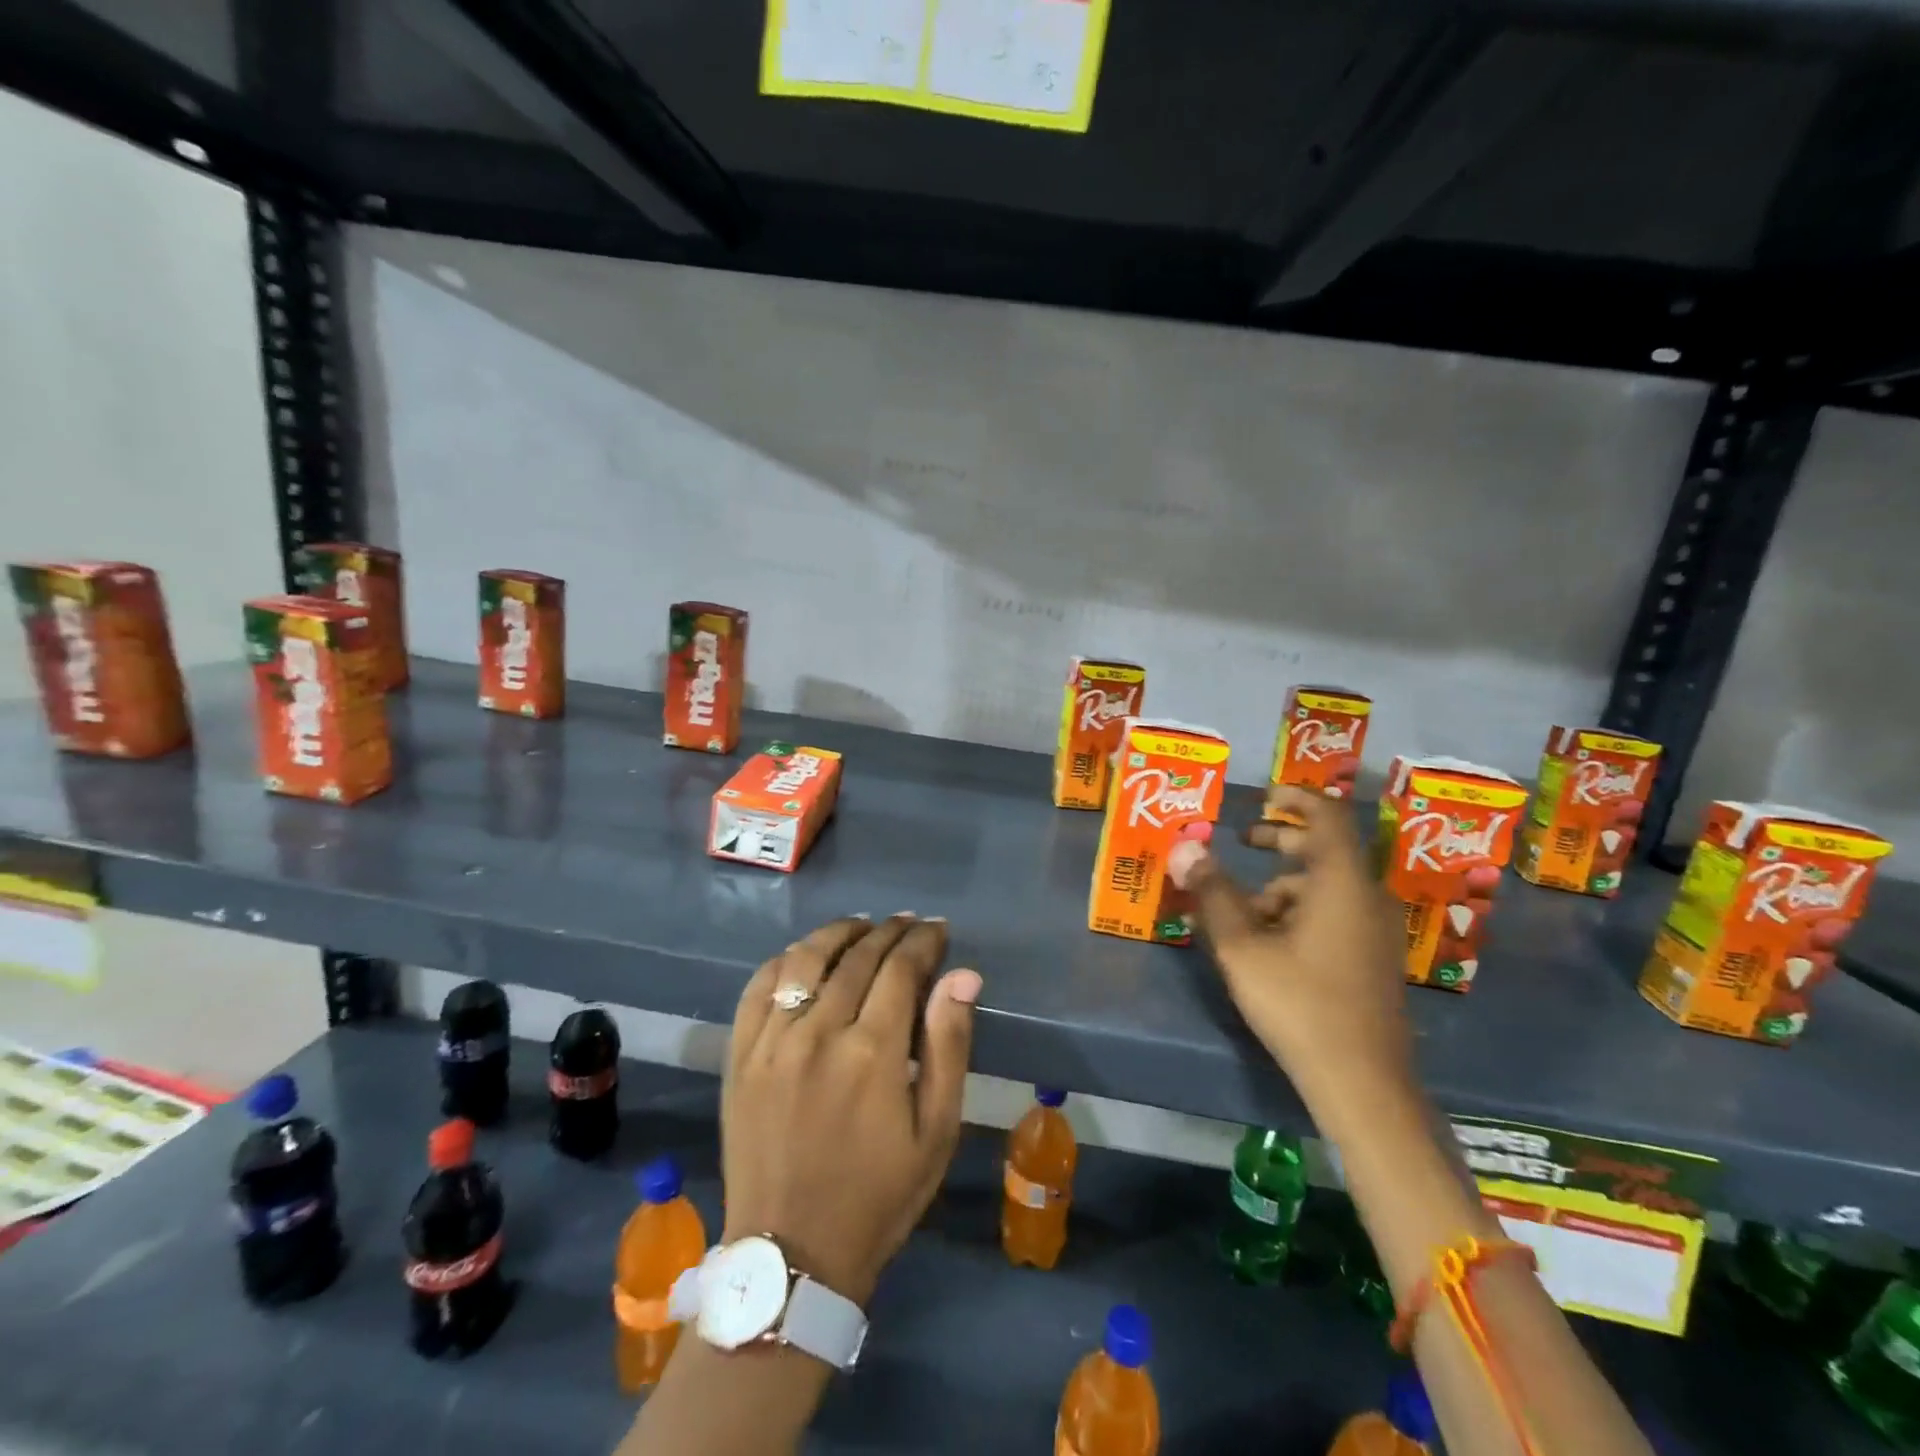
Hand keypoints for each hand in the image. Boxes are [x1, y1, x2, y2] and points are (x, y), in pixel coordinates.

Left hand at [721, 915, 982, 1305]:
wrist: (792, 1255)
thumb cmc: (879, 1195)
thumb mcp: (936, 1130)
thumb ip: (949, 1045)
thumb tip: (963, 976)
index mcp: (872, 1052)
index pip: (901, 968)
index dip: (923, 941)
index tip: (937, 930)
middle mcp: (818, 1032)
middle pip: (856, 956)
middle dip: (888, 932)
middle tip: (907, 923)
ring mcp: (771, 1042)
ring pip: (804, 959)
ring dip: (837, 933)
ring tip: (861, 927)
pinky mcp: (739, 1056)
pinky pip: (758, 987)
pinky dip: (784, 960)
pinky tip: (803, 957)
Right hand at [1170, 786, 1413, 1111]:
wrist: (1362, 1082)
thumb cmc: (1299, 1002)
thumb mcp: (1242, 945)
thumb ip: (1212, 892)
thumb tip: (1185, 846)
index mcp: (1341, 882)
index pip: (1328, 815)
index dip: (1297, 797)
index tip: (1264, 796)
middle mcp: (1366, 897)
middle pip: (1325, 849)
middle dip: (1282, 839)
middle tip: (1242, 840)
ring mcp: (1375, 930)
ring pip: (1327, 885)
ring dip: (1284, 884)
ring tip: (1242, 908)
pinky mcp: (1373, 958)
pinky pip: (1336, 912)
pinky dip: (1302, 909)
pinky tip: (1270, 942)